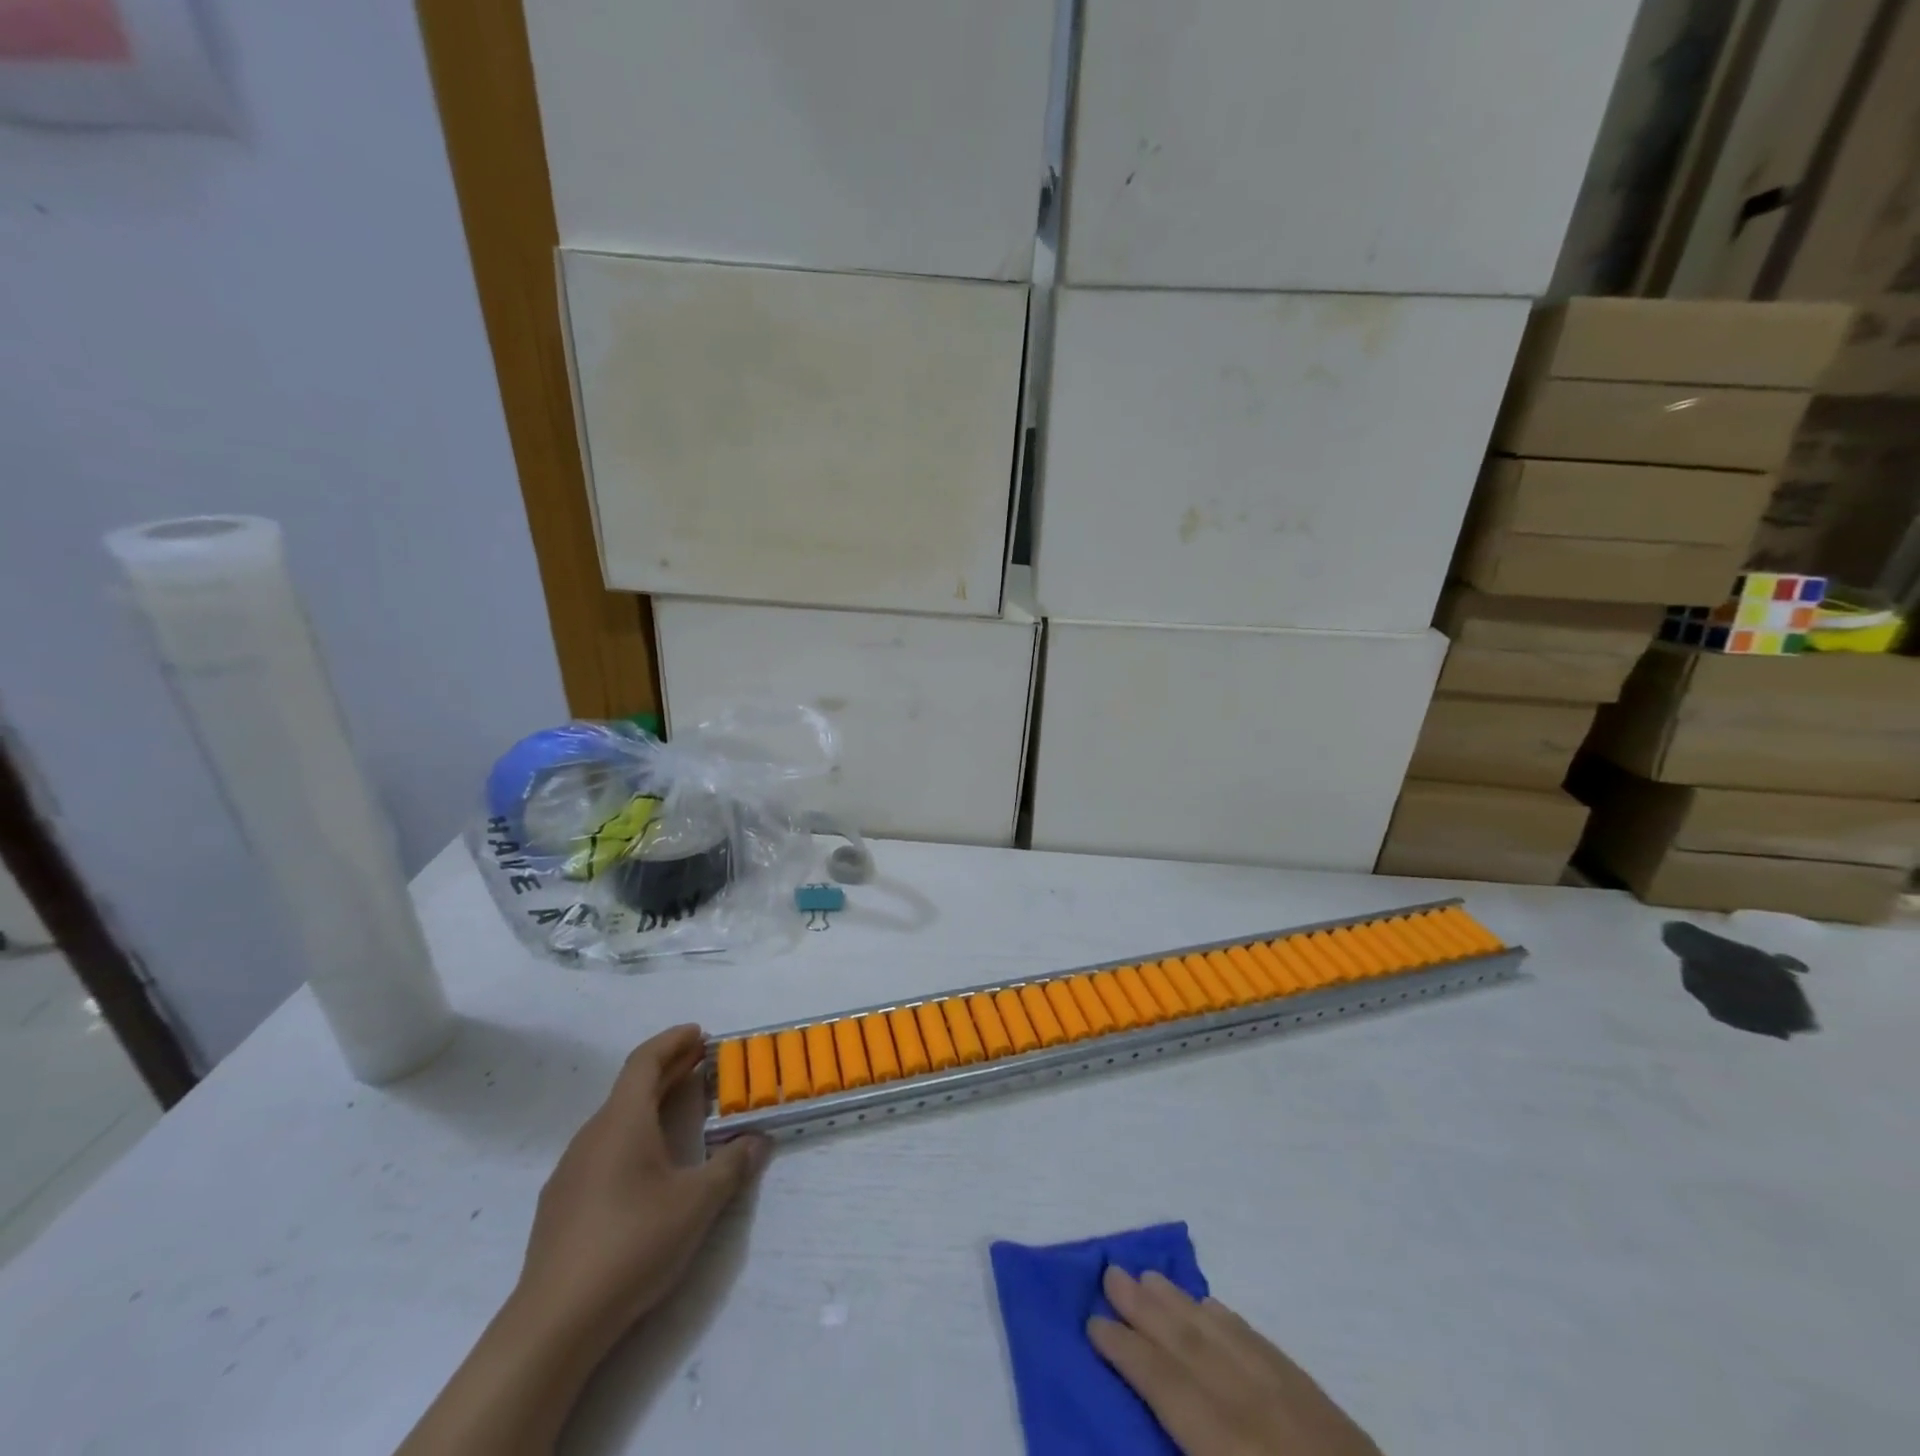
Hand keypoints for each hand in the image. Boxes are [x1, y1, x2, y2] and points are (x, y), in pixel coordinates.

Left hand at [514, 1024, 769, 1351]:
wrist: (554, 1323)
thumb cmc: (631, 1244)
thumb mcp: (697, 1203)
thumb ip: (731, 1165)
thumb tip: (758, 1140)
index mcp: (622, 1121)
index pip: (645, 1061)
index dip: (673, 1041)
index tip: (699, 1032)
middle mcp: (592, 1135)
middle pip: (631, 1087)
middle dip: (669, 1069)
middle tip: (702, 1062)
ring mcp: (571, 1170)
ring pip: (616, 1119)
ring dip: (651, 1103)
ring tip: (682, 1108)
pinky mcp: (562, 1204)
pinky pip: (603, 1149)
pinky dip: (633, 1135)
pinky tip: (648, 1165)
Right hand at [1088, 1268, 1380, 1455]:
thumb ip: (1191, 1445)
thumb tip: (1157, 1410)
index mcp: (1233, 1448)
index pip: (1170, 1389)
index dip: (1128, 1353)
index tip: (1093, 1323)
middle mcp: (1259, 1412)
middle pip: (1193, 1347)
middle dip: (1147, 1309)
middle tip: (1111, 1273)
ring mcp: (1295, 1400)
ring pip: (1226, 1336)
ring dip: (1182, 1304)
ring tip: (1147, 1277)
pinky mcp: (1321, 1401)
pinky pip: (1264, 1345)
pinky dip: (1230, 1322)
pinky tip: (1210, 1307)